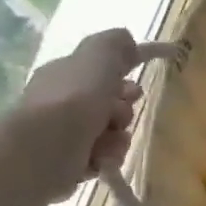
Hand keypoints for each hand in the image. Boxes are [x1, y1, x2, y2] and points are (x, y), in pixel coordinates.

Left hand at [14, 29, 142, 199]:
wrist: (45, 147)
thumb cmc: (75, 96)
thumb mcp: (98, 54)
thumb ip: (115, 42)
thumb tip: (127, 41)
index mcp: (67, 73)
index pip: (105, 64)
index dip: (132, 62)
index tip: (160, 65)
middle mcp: (63, 101)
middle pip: (112, 101)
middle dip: (125, 106)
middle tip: (123, 108)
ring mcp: (65, 134)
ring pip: (112, 131)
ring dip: (118, 135)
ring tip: (109, 139)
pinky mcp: (69, 164)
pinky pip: (104, 157)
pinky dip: (107, 156)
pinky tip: (102, 157)